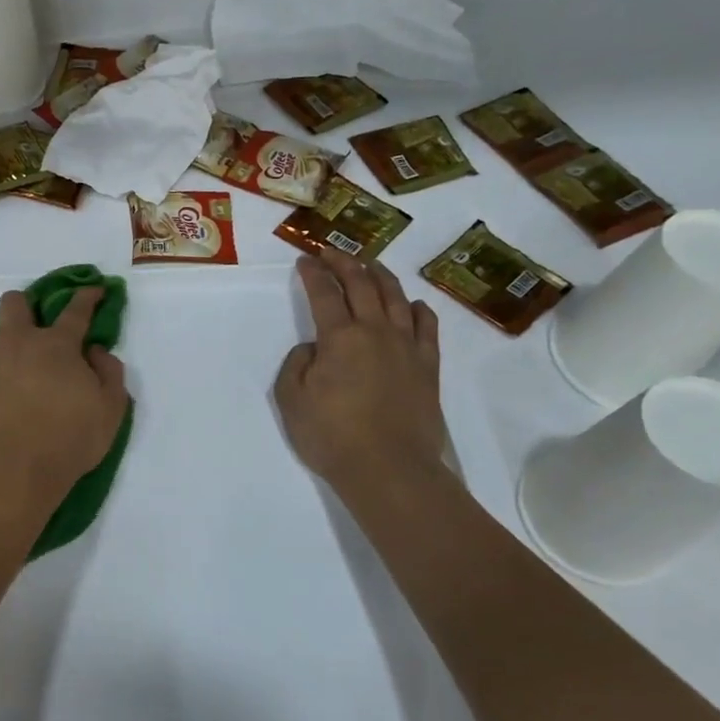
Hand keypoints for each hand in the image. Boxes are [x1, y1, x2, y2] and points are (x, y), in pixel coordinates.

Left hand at [0, 287, 128, 502]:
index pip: (76, 311)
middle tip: (28, 330)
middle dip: (23, 308)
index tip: (92, 290)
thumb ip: (110, 374)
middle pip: (15, 303)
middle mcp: (18, 340)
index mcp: (58, 345)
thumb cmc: (68, 442)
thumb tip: (95, 350)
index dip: (86, 297)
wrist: (13, 469)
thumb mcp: (110, 411)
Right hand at [274, 253, 446, 500]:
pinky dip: (418, 309)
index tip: (304, 260)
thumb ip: (296, 365)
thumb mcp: (291, 400)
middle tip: (332, 252)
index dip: (313, 273)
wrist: (389, 468)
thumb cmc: (331, 435)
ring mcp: (407, 347)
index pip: (324, 293)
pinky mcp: (428, 366)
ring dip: (381, 276)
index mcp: (340, 337)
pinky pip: (427, 327)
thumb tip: (314, 348)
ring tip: (371, 265)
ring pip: (396, 298)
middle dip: (344, 262)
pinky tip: (413, 305)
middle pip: (362, 284)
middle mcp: (376, 331)